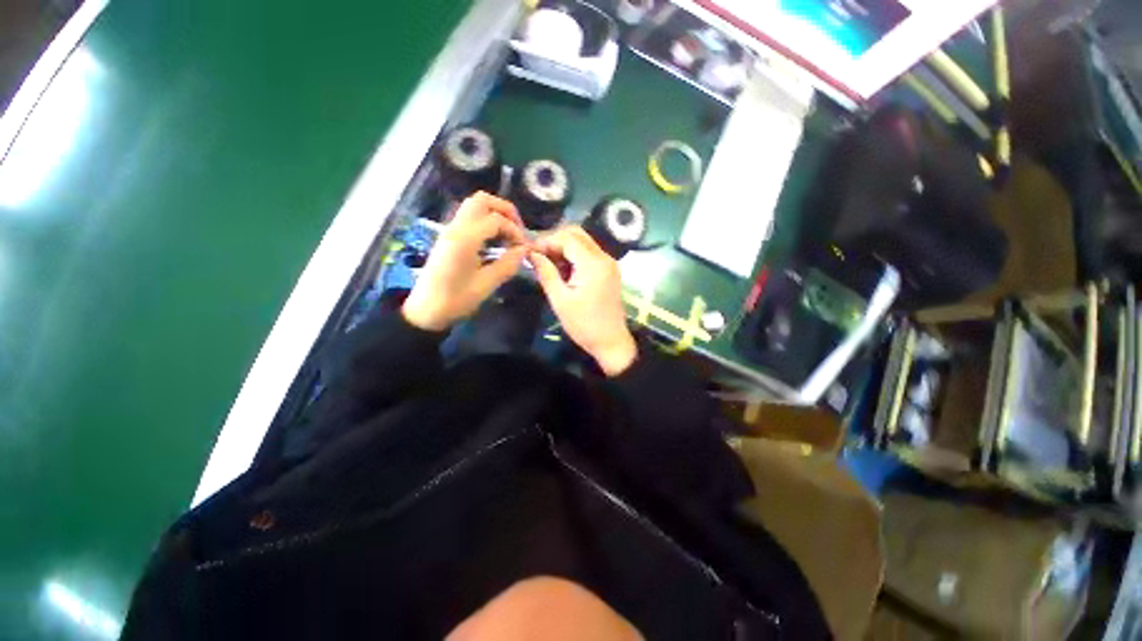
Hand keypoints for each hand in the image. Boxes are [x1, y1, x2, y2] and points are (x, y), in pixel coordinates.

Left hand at [403, 192, 529, 331]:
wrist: (425, 310)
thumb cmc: (456, 300)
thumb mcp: (486, 285)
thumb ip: (507, 264)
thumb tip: (524, 251)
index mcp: (464, 239)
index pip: (496, 220)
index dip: (515, 230)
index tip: (524, 248)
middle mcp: (456, 228)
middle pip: (481, 200)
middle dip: (505, 210)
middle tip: (518, 230)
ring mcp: (450, 230)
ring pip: (474, 206)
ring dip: (495, 214)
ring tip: (508, 235)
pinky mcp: (449, 237)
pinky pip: (469, 217)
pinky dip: (486, 221)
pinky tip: (495, 241)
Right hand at [530, 227, 636, 375]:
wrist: (611, 341)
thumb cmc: (583, 324)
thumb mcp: (560, 300)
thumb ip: (546, 273)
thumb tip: (532, 254)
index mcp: (593, 264)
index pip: (567, 238)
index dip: (546, 241)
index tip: (531, 253)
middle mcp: (604, 257)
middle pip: (577, 234)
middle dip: (555, 241)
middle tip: (539, 257)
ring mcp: (609, 263)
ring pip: (583, 242)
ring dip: (564, 248)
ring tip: (548, 265)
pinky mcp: (609, 270)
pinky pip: (589, 253)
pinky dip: (574, 256)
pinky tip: (563, 270)